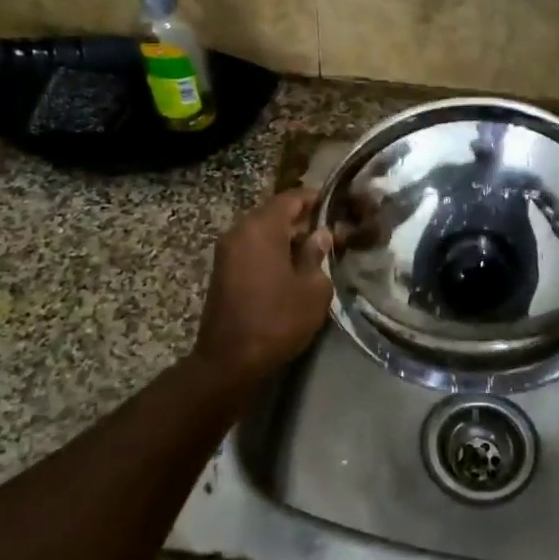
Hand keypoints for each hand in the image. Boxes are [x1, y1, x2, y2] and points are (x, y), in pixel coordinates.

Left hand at [191, 189, 332, 390]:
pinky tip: (291, 268)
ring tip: (313, 252)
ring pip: (262, 231)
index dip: (314, 199)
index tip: (335, 205)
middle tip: (329, 232)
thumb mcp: (312, 289)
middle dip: (301, 220)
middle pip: (274, 213)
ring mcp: (227, 251)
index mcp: (262, 228)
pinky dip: (271, 250)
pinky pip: (252, 248)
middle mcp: (240, 231)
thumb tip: (320, 235)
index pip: (291, 198)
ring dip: (286, 237)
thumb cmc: (277, 319)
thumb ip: (317, 255)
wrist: (229, 360)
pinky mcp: (222, 270)